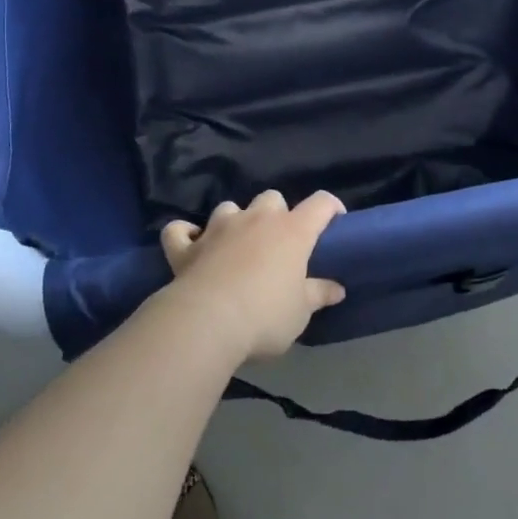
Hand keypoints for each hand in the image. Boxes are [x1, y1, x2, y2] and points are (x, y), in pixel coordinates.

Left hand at [160, 190, 347, 360]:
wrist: (208, 321)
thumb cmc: (265, 316)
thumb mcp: (300, 312)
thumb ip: (318, 294)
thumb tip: (337, 288)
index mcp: (292, 231)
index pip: (320, 204)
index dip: (330, 207)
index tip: (334, 219)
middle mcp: (256, 218)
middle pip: (271, 198)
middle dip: (276, 213)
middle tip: (277, 242)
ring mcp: (218, 227)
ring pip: (229, 207)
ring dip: (234, 221)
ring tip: (235, 244)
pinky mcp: (187, 245)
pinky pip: (180, 230)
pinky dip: (185, 234)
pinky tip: (189, 244)